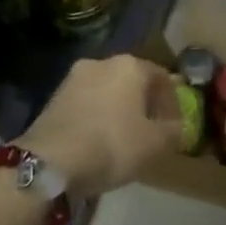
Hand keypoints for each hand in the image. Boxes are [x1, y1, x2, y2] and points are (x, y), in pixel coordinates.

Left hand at [20, 56, 185, 200]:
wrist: (49, 161)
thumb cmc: (112, 145)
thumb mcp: (155, 144)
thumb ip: (173, 132)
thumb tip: (176, 127)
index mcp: (130, 66)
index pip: (163, 78)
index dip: (174, 103)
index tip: (176, 127)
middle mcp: (101, 63)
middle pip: (133, 81)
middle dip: (145, 104)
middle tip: (152, 131)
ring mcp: (73, 79)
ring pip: (108, 92)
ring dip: (120, 110)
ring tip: (126, 138)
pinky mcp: (53, 97)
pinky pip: (87, 104)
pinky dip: (98, 117)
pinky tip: (100, 140)